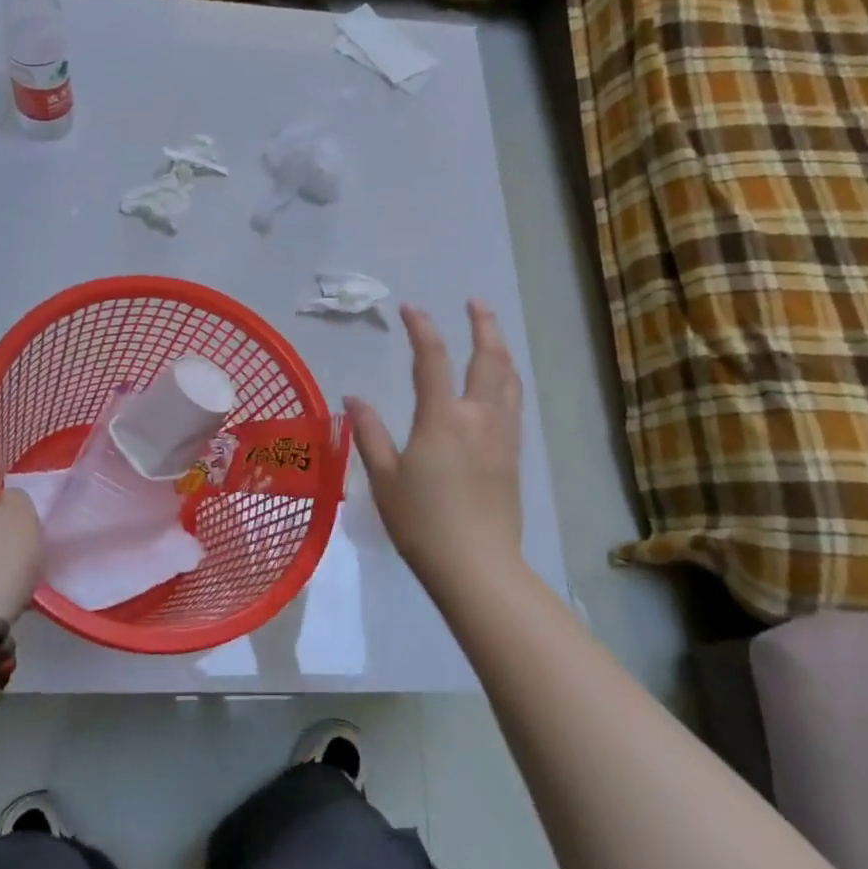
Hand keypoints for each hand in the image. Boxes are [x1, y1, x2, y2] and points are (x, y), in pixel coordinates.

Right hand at [344, 302, 524, 591]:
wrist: (476, 566)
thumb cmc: (422, 523)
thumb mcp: (385, 479)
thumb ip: (369, 434)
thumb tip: (353, 398)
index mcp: (442, 419)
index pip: (433, 360)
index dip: (422, 328)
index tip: (411, 308)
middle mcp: (478, 417)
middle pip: (487, 359)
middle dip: (482, 325)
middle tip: (475, 302)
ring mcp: (501, 435)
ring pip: (508, 379)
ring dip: (500, 348)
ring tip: (492, 331)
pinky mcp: (513, 454)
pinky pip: (514, 402)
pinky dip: (509, 378)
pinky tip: (504, 380)